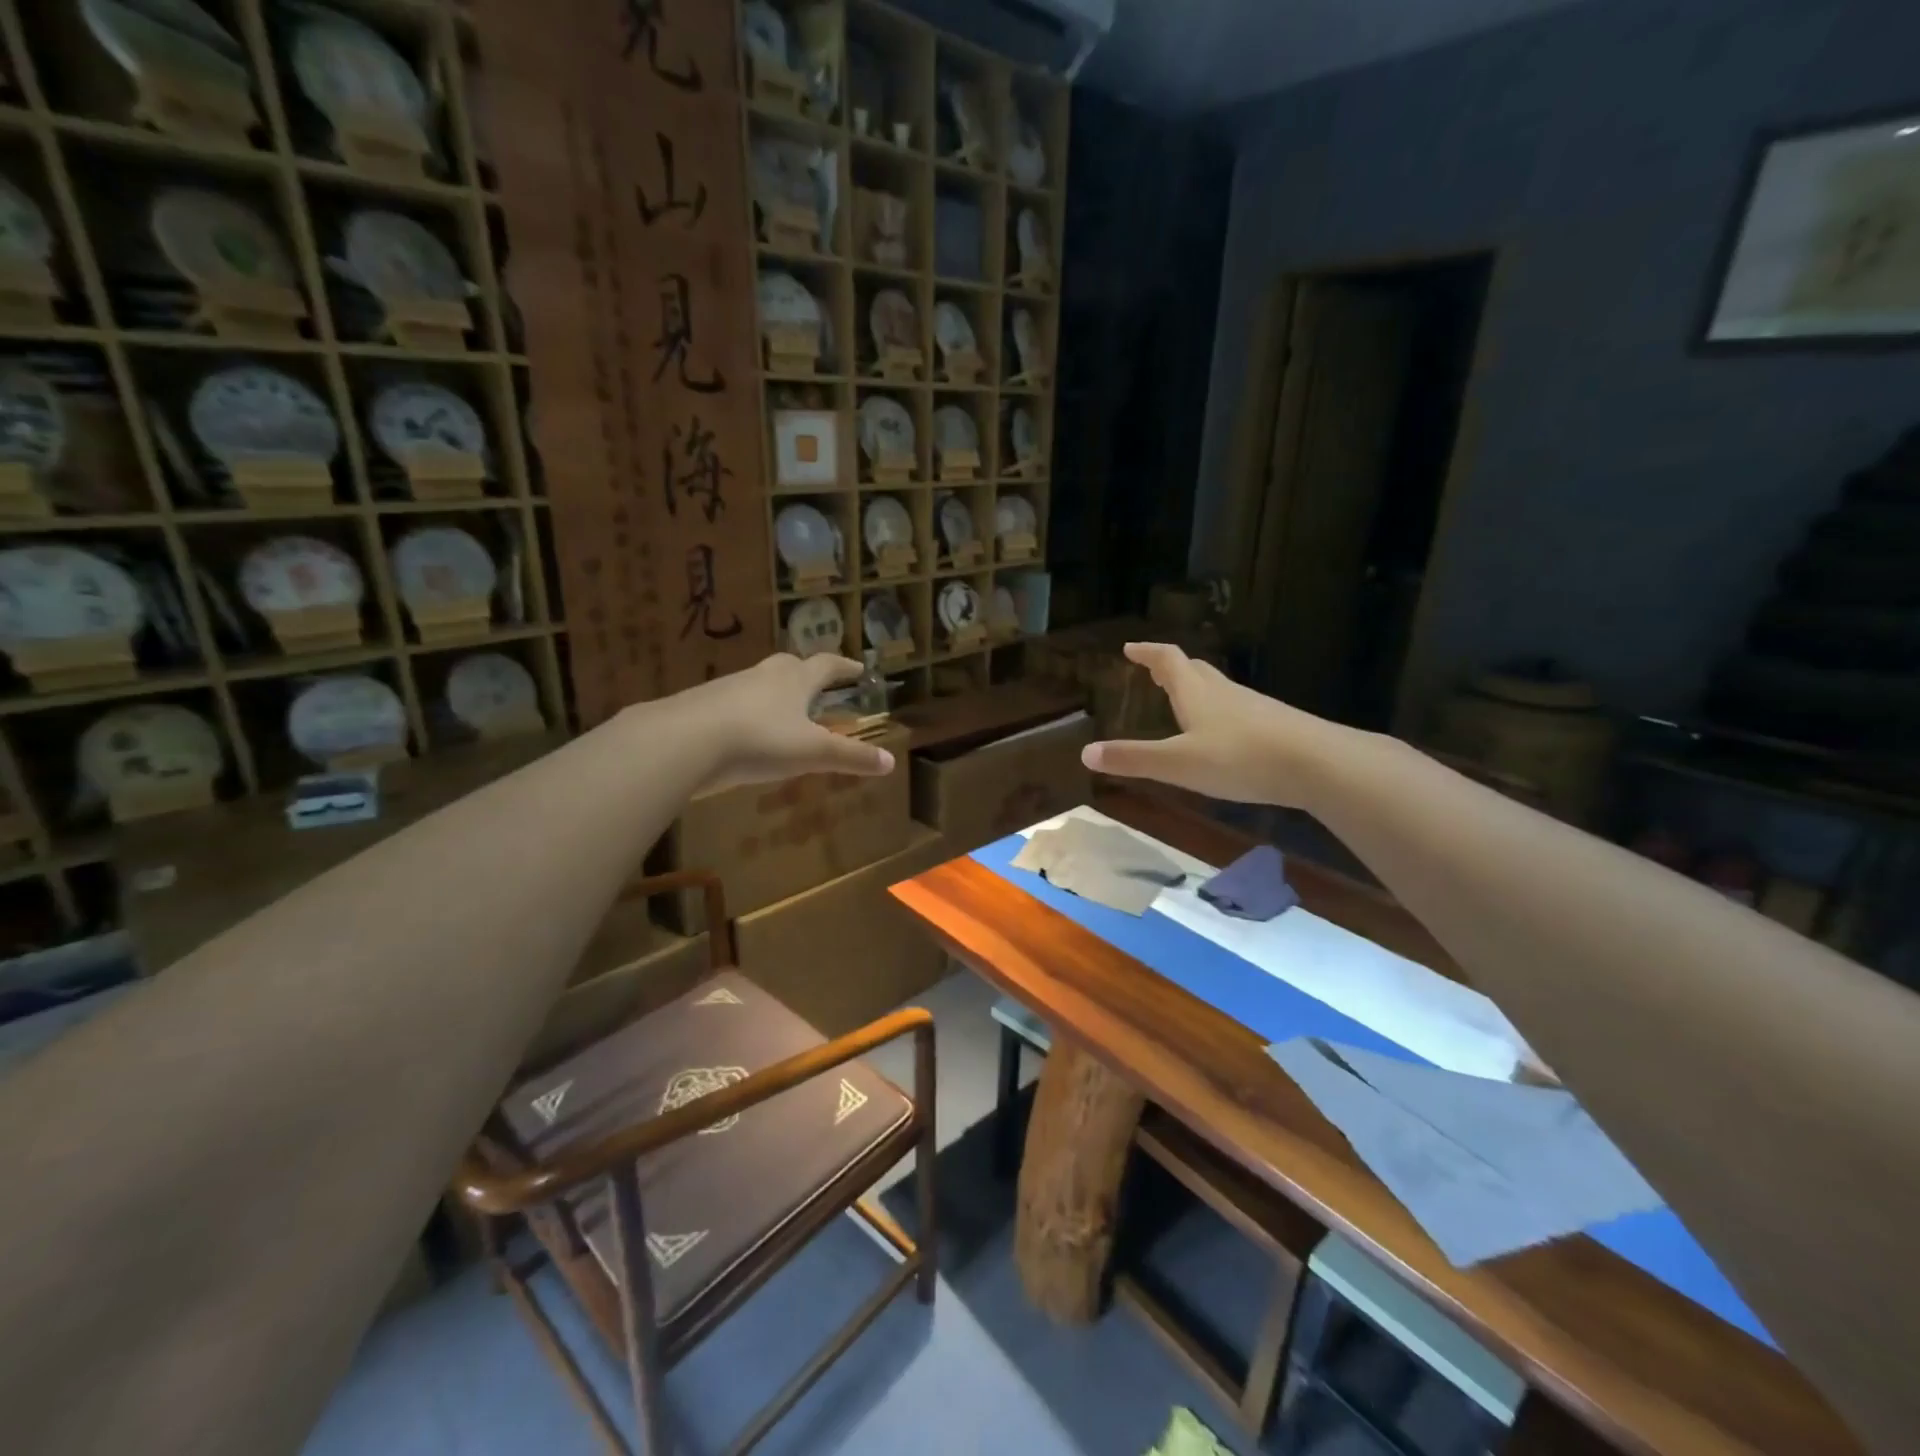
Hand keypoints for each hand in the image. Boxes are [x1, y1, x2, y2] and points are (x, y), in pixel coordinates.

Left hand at [657, 653, 894, 792]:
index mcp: (795, 681)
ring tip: (782, 711)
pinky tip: (743, 733)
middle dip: (806, 673)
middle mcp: (762, 676)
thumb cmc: (759, 740)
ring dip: (774, 693)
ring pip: (758, 683)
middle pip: (789, 666)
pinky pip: (732, 704)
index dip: (844, 667)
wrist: (685, 740)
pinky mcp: (701, 706)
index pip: (826, 666)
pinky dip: (745, 713)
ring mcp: (728, 688)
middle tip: (817, 682)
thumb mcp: (812, 752)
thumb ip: (851, 758)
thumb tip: (890, 762)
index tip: (858, 668)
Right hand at [1081, 642, 1348, 806]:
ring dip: (1196, 687)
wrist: (1318, 763)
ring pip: (1218, 688)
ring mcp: (1253, 707)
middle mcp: (1224, 692)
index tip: (1130, 647)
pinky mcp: (1274, 725)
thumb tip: (1085, 753)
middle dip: (1171, 667)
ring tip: (1183, 698)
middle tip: (1153, 669)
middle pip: (1194, 669)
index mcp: (1196, 693)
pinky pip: (1237, 709)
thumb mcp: (1178, 763)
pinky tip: (1222, 732)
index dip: (1147, 653)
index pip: (1168, 660)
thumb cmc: (1240, 758)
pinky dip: (1219, 710)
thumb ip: (1134, 759)